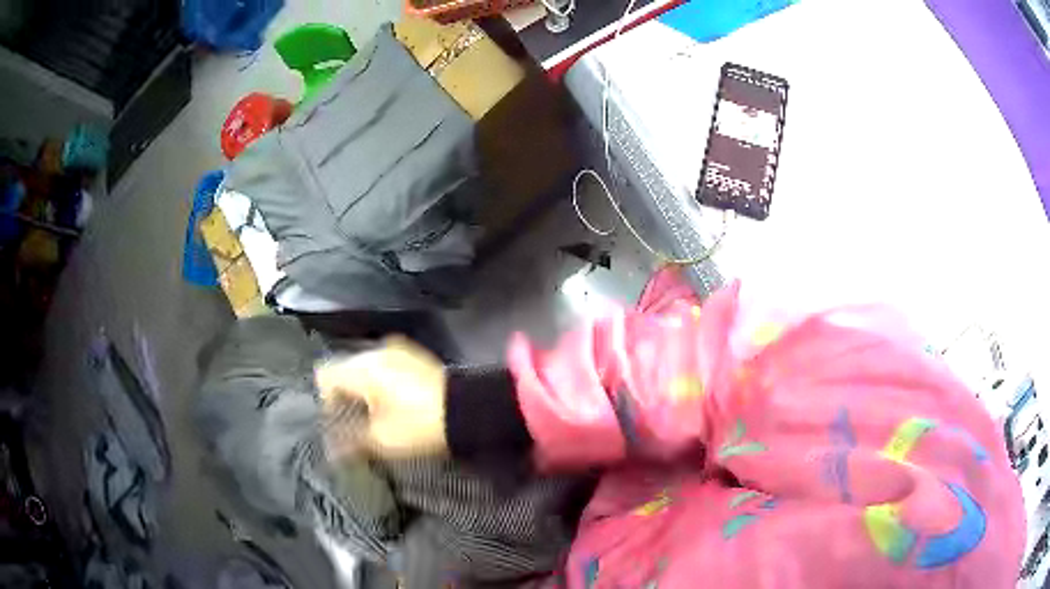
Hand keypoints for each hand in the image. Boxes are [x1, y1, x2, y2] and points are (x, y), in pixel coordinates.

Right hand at [315, 336, 447, 457]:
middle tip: (356, 426)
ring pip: (365, 369)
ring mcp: (398, 350)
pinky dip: (381, 384)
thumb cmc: (420, 425)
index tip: (339, 425)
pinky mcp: (414, 357)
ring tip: (377, 418)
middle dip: (345, 398)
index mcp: (363, 366)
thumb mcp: (381, 439)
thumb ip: (350, 441)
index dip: (325, 402)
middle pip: (344, 371)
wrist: (470, 411)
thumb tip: (331, 451)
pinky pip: (385, 367)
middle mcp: (377, 351)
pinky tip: (395, 405)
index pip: (324, 376)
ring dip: (364, 391)